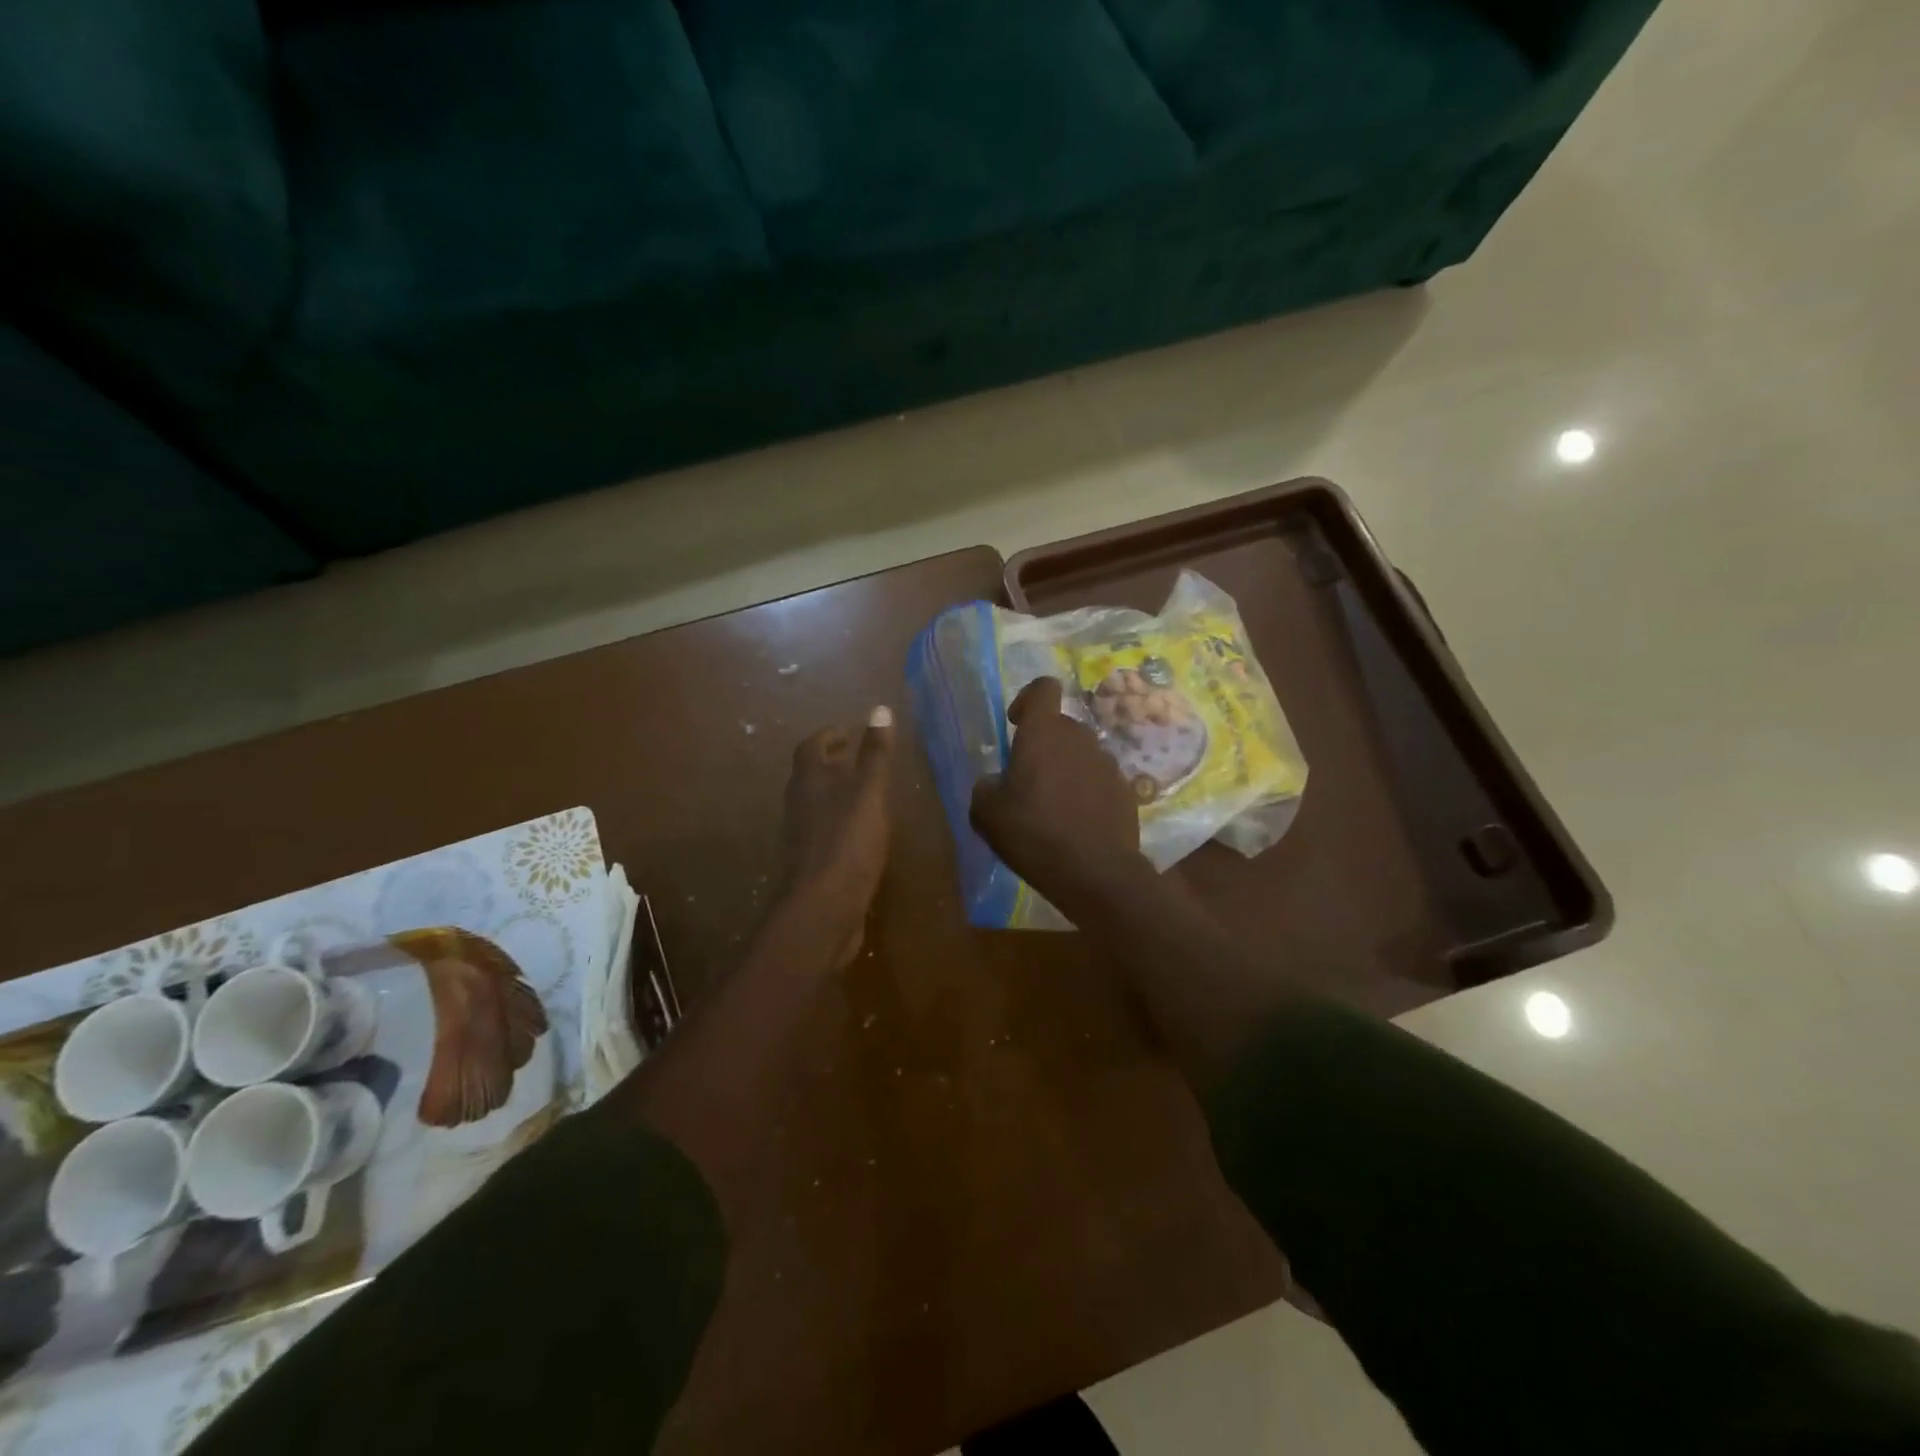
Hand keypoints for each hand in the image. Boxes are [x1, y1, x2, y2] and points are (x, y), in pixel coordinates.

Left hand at [777, 706, 894, 966]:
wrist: (823, 908)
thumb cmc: (847, 841)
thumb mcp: (869, 792)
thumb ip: (875, 754)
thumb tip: (880, 709)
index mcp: (808, 781)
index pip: (812, 746)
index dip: (830, 736)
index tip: (850, 733)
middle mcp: (799, 804)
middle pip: (810, 774)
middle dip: (833, 763)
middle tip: (859, 759)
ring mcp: (802, 836)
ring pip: (816, 804)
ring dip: (836, 793)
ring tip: (865, 793)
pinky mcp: (812, 863)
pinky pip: (824, 831)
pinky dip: (841, 822)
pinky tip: (863, 833)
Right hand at [970, 677, 1149, 915]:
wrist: (1094, 872)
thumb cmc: (1033, 833)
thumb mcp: (986, 813)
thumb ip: (986, 786)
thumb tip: (995, 781)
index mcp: (1043, 733)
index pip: (1043, 688)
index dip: (1028, 699)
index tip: (1016, 724)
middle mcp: (1080, 738)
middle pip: (1061, 725)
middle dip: (1045, 744)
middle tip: (1028, 779)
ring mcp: (1108, 763)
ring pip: (1082, 753)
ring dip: (1067, 769)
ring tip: (1054, 805)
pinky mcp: (1127, 790)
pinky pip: (1100, 779)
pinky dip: (1088, 791)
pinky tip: (1078, 822)